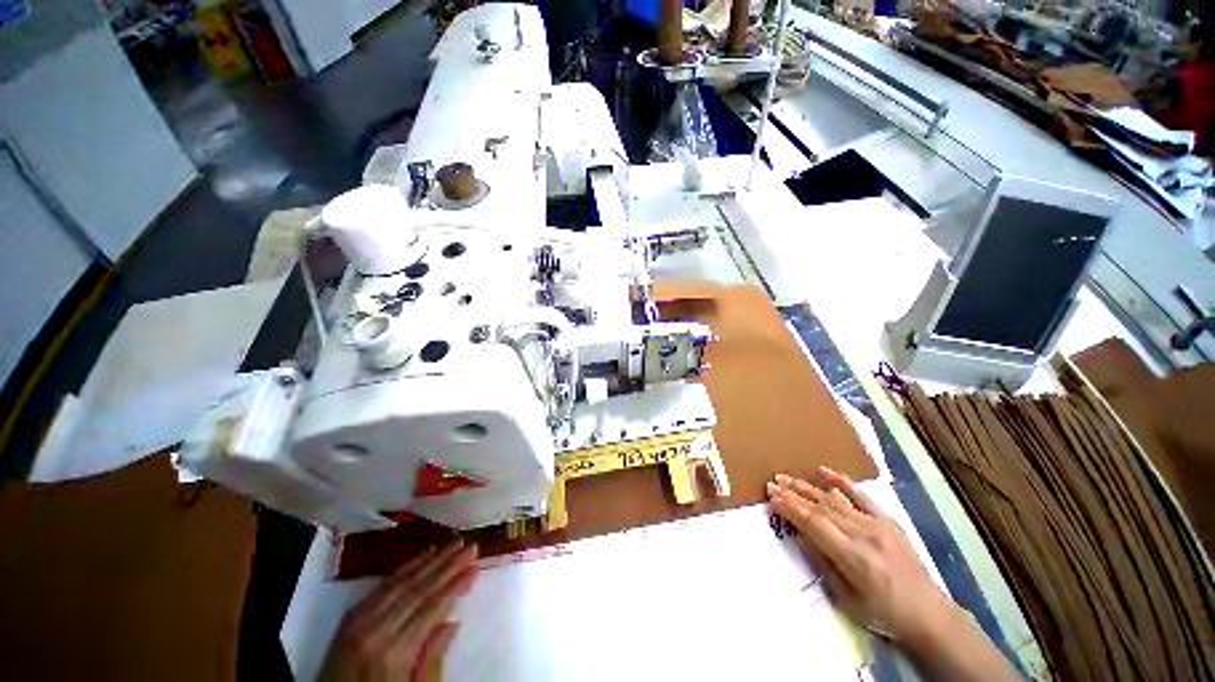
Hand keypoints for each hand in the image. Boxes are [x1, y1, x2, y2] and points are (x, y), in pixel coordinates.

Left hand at [321, 541, 477, 681]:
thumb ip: (432, 662)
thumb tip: (452, 624)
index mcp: (393, 653)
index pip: (431, 609)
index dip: (455, 585)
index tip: (476, 567)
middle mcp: (375, 631)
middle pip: (418, 590)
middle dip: (447, 566)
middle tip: (470, 547)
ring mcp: (359, 622)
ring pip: (401, 583)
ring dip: (430, 561)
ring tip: (452, 545)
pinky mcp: (349, 619)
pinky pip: (381, 587)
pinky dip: (404, 569)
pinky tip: (422, 557)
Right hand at [766, 468, 957, 649]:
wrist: (929, 613)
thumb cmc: (883, 614)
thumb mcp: (847, 600)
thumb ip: (822, 564)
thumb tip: (799, 535)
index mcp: (855, 558)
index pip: (814, 524)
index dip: (790, 508)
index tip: (771, 497)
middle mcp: (865, 535)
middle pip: (821, 508)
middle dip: (793, 494)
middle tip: (771, 483)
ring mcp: (878, 524)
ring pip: (835, 499)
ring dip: (808, 487)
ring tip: (786, 477)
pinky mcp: (888, 520)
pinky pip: (860, 495)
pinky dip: (840, 481)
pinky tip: (823, 471)